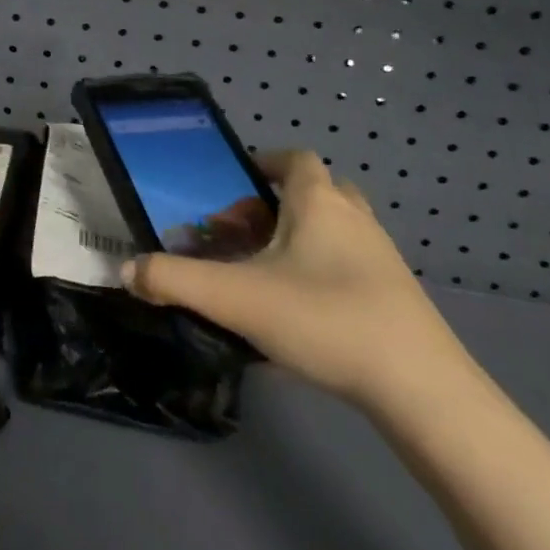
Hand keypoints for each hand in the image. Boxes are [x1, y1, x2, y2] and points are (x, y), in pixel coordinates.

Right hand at [121, 150, 472, 412]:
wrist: (422, 391)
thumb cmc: (324, 318)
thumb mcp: (235, 298)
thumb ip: (174, 281)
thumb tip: (126, 271)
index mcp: (318, 201)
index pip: (294, 158)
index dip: (263, 163)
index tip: (233, 186)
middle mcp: (354, 217)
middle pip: (316, 191)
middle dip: (276, 205)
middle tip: (243, 233)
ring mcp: (382, 257)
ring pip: (336, 229)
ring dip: (301, 239)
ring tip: (265, 272)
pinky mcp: (398, 297)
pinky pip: (351, 265)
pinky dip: (324, 271)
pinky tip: (300, 313)